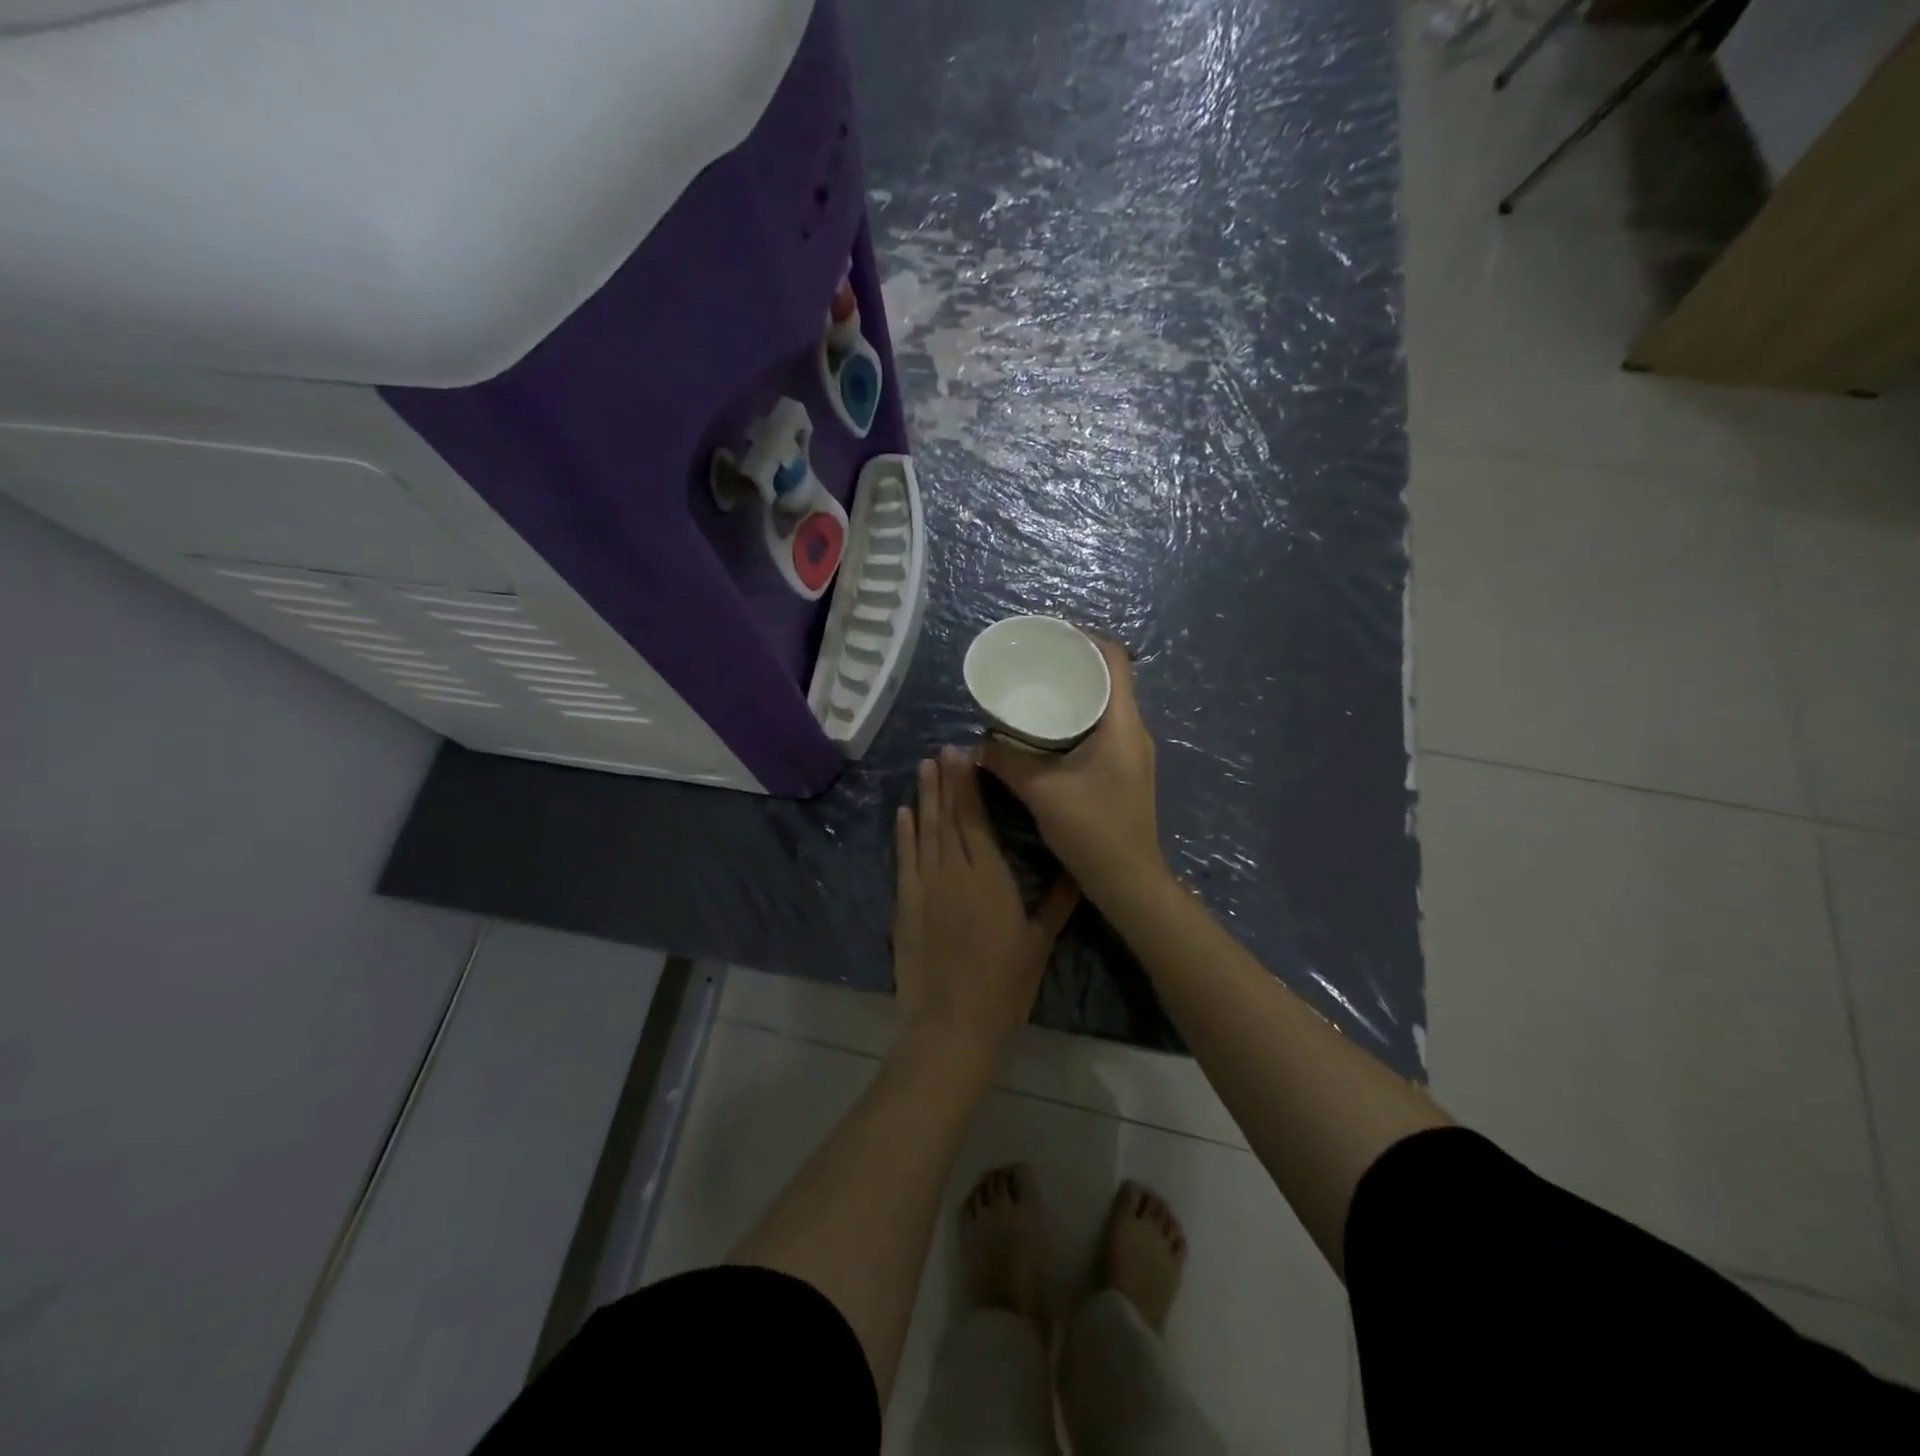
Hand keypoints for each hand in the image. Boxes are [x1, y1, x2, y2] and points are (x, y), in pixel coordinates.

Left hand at [893, 746, 1078, 1057]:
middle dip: (945, 781)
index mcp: (988, 875)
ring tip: (923, 767)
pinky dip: (903, 834)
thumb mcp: (1038, 941)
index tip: (964, 755)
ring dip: (923, 798)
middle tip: (942, 750)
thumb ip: (1058, 902)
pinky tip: (904, 813)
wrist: (953, 1022)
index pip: (975, 818)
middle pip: (948, 816)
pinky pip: (904, 859)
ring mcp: (925, 886)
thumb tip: (1078, 870)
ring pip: (924, 831)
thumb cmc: (1004, 983)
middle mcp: (953, 870)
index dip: (968, 784)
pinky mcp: (906, 904)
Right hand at [979, 636, 1165, 906]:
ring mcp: (1131, 751)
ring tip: (1038, 686)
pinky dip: (1078, 716)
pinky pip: (1102, 726)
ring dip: (1076, 690)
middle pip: (1110, 677)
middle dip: (1074, 662)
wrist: (1128, 880)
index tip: (1050, 632)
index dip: (1086, 637)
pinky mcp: (1124, 769)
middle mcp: (1133, 730)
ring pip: (1106, 703)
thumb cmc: (1092, 829)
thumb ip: (1006, 762)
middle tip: (1035, 658)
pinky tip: (1048, 727)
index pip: (1115, 659)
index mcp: (1122, 723)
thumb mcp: (1041, 791)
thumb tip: (975, 744)